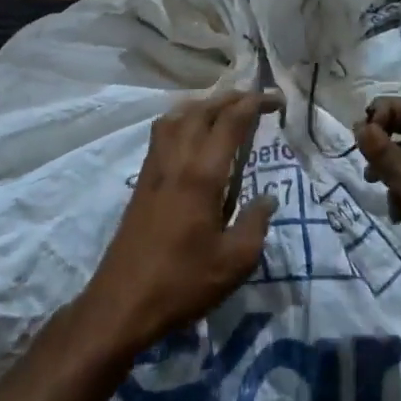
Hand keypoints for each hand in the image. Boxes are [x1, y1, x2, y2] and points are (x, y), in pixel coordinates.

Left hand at [79, 91, 283, 357]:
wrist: (123, 302)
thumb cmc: (183, 283)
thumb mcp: (235, 261)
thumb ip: (256, 223)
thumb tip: (266, 198)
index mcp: (201, 175)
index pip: (230, 122)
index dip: (254, 104)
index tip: (277, 100)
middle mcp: (175, 161)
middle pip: (201, 110)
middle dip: (230, 98)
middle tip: (255, 100)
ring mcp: (153, 169)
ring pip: (175, 117)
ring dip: (202, 105)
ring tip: (224, 110)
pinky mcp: (141, 183)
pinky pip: (161, 134)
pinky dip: (181, 120)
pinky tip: (191, 136)